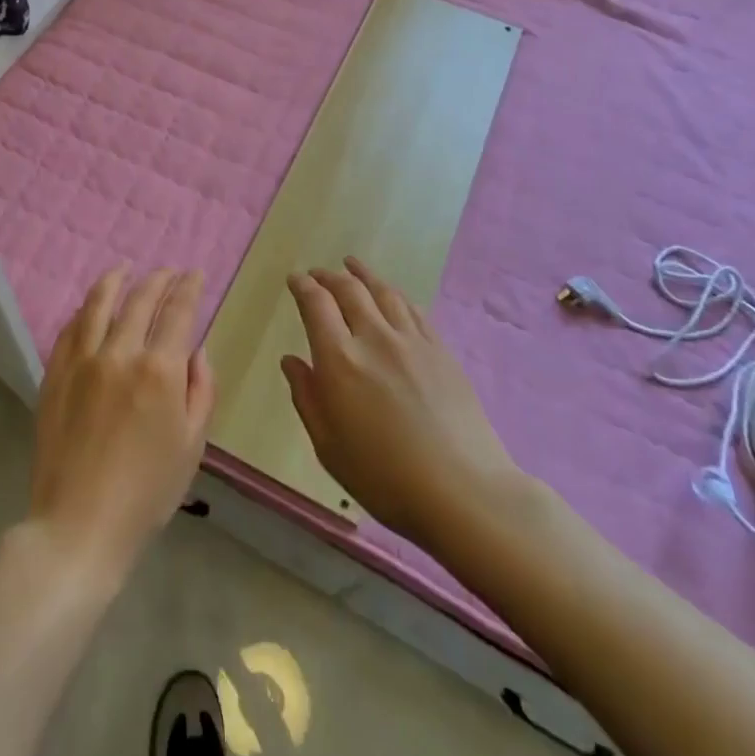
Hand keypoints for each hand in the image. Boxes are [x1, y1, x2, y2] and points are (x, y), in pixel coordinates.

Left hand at [29, 267, 215, 582]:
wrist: (80, 525)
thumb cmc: (147, 492)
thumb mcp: (192, 445)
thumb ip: (200, 389)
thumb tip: (196, 350)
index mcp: (159, 370)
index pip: (178, 311)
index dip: (189, 287)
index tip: (195, 274)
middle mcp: (120, 353)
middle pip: (140, 299)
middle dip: (159, 279)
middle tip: (169, 271)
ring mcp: (82, 361)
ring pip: (99, 303)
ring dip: (116, 280)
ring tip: (125, 269)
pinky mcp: (55, 374)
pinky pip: (70, 329)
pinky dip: (85, 310)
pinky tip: (91, 306)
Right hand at [281, 257, 523, 550]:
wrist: (463, 491)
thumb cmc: (384, 478)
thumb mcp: (329, 446)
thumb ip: (306, 397)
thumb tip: (291, 360)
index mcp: (340, 360)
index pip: (316, 305)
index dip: (303, 286)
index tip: (295, 279)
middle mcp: (374, 338)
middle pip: (349, 290)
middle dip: (328, 276)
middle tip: (317, 273)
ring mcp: (412, 340)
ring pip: (383, 291)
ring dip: (362, 274)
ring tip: (351, 265)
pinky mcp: (440, 349)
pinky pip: (412, 308)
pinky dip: (394, 294)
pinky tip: (391, 294)